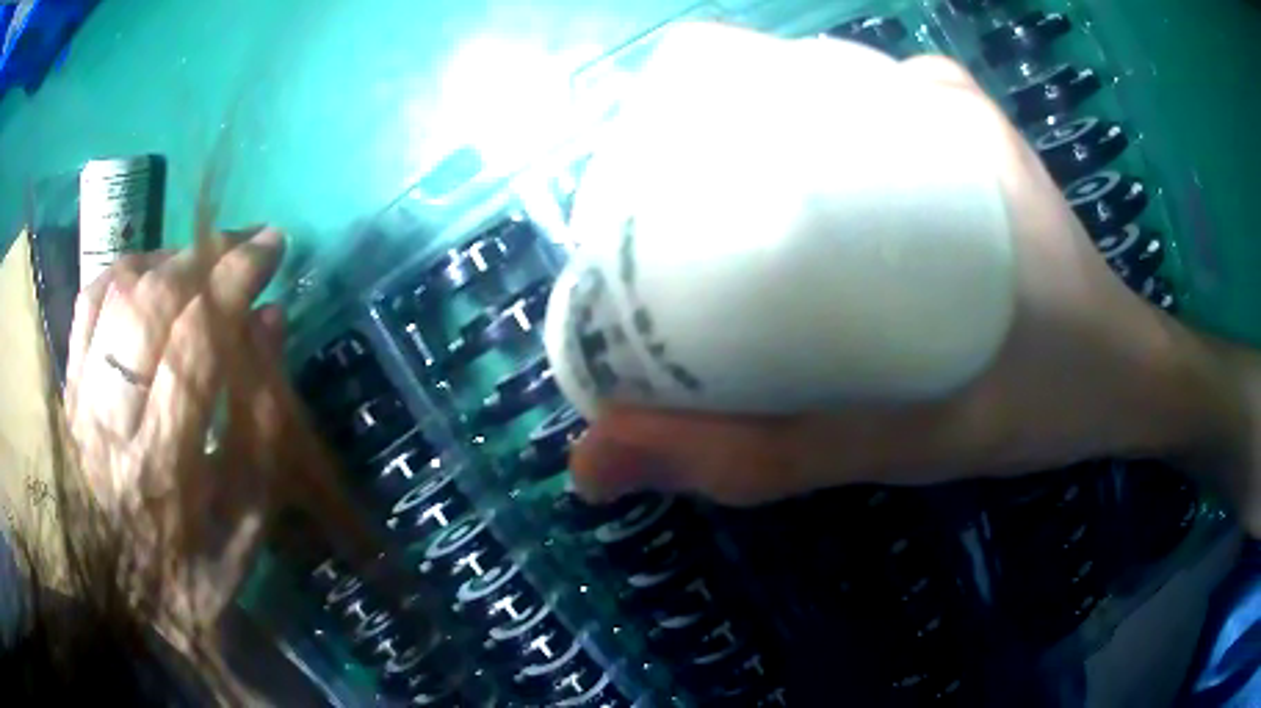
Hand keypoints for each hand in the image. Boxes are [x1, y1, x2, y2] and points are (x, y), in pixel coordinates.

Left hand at [65, 227, 286, 647]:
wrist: (119, 604)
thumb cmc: (190, 576)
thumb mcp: (246, 528)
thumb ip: (262, 429)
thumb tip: (270, 323)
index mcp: (163, 469)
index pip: (196, 343)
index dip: (236, 279)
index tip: (272, 247)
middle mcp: (112, 423)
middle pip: (149, 303)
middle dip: (205, 253)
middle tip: (243, 243)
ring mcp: (81, 400)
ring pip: (115, 291)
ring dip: (166, 257)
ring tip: (199, 260)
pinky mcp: (68, 390)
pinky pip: (88, 303)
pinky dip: (123, 271)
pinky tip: (150, 275)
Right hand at [569, 56, 1259, 522]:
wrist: (1132, 382)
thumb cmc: (1047, 401)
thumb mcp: (906, 442)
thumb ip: (761, 458)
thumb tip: (597, 460)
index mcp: (927, 126)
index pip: (765, 92)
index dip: (679, 138)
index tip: (631, 211)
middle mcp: (931, 96)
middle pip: (781, 100)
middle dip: (709, 155)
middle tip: (662, 238)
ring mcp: (953, 116)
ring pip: (820, 111)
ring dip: (758, 158)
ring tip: (712, 233)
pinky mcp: (970, 146)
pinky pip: (868, 127)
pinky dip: (818, 162)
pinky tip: (796, 222)